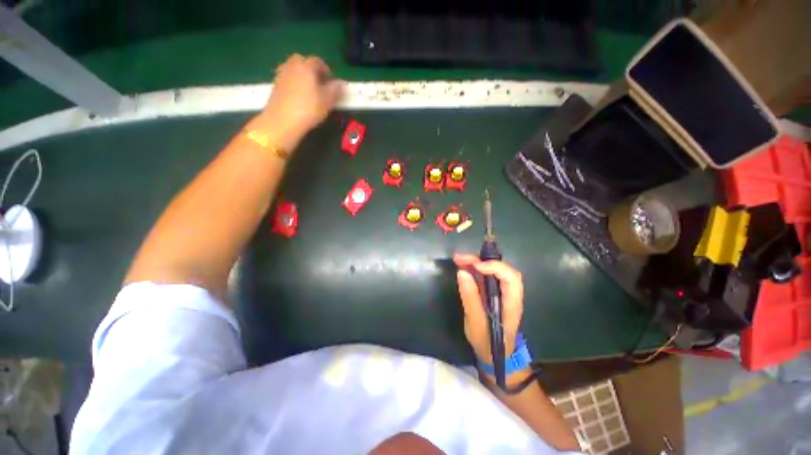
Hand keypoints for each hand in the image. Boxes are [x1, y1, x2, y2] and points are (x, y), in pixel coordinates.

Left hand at [251, 54, 344, 151]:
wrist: (283, 120)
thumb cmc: (308, 110)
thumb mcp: (327, 101)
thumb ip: (335, 90)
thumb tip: (341, 83)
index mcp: (306, 67)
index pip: (317, 61)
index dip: (326, 69)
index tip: (331, 81)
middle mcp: (292, 66)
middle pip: (302, 61)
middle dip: (311, 68)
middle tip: (319, 82)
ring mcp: (282, 74)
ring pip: (292, 68)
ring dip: (301, 74)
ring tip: (308, 89)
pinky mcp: (275, 85)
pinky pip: (286, 77)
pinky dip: (293, 82)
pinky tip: (298, 95)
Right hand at [453, 254, 523, 365]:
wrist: (493, 355)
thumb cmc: (487, 343)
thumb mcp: (476, 323)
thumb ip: (470, 298)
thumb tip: (462, 272)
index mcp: (511, 303)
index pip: (511, 278)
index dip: (495, 267)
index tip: (476, 266)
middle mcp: (509, 294)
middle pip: (502, 270)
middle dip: (481, 260)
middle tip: (460, 258)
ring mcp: (501, 292)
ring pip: (493, 270)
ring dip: (476, 262)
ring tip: (458, 259)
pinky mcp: (492, 292)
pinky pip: (486, 276)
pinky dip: (474, 269)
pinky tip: (463, 266)